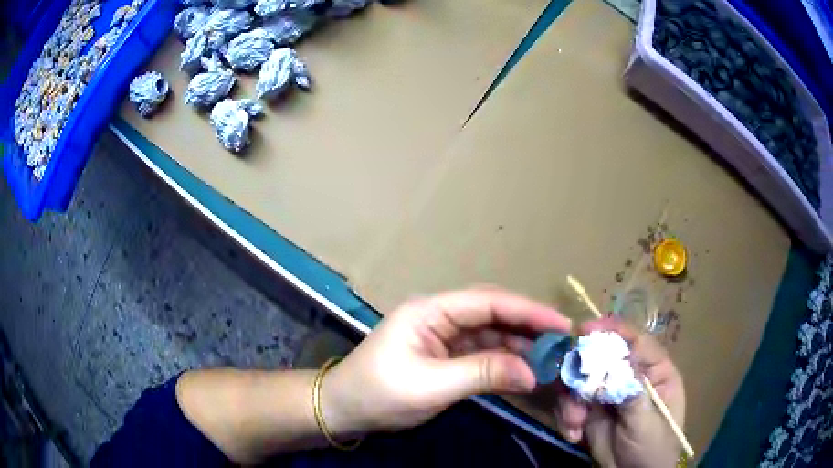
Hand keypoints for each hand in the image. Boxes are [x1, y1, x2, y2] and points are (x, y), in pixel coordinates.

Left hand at [321, 288, 571, 436]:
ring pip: (490, 333)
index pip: (488, 302)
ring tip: (550, 357)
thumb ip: (482, 373)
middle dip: (528, 326)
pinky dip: (504, 360)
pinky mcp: (444, 355)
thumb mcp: (430, 386)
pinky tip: (525, 368)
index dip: (527, 311)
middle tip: (562, 341)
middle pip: (493, 314)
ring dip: (519, 345)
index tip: (561, 324)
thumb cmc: (378, 393)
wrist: (344, 409)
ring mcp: (442, 336)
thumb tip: (532, 372)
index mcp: (430, 311)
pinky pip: (482, 352)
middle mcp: (439, 316)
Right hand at [555, 318, 685, 467]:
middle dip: (583, 373)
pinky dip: (568, 417)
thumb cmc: (652, 449)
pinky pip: (571, 402)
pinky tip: (573, 434)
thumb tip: (616, 362)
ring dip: (572, 401)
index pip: (636, 341)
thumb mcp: (647, 422)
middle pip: (603, 358)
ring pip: (582, 380)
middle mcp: (631, 376)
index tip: (584, 330)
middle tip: (569, 386)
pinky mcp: (591, 410)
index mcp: (655, 371)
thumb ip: (632, 393)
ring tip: (574, 423)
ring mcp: (609, 393)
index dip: (612, 331)